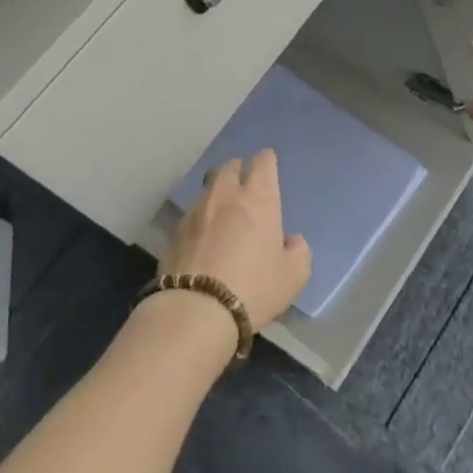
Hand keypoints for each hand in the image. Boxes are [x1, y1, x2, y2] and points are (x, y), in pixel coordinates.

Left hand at [161, 150, 311, 326]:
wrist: (196, 311)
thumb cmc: (253, 288)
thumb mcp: (293, 277)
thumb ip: (299, 252)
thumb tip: (292, 241)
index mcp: (258, 199)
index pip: (262, 162)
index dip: (267, 161)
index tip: (269, 165)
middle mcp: (225, 195)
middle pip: (230, 167)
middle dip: (239, 170)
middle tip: (245, 184)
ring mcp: (196, 211)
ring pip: (207, 187)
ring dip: (217, 191)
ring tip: (222, 208)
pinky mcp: (174, 231)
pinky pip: (191, 212)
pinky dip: (200, 216)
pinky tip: (202, 234)